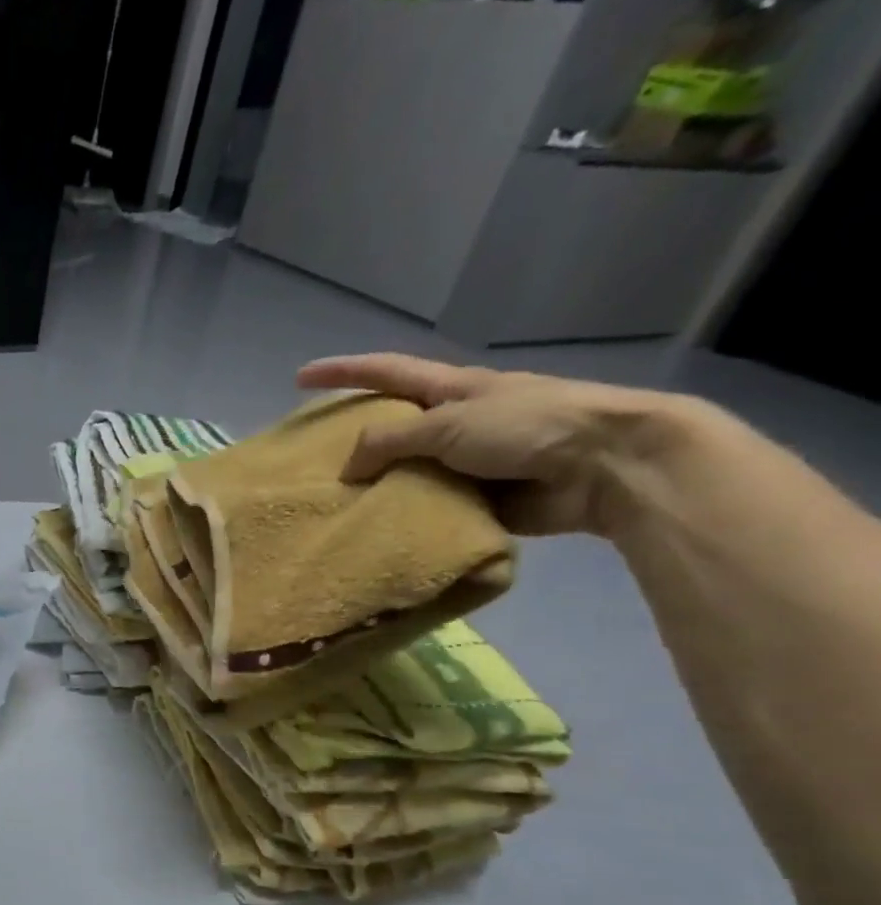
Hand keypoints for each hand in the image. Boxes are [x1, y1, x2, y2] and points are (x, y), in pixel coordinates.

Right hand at [296, 353, 696, 537]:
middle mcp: (454, 422)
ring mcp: (466, 462)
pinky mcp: (477, 498)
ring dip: (374, 488)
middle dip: (352, 441)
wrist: (606, 466)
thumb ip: (390, 441)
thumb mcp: (450, 424)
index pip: (384, 372)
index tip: (299, 378)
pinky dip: (402, 518)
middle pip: (390, 427)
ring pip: (404, 472)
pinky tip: (373, 532)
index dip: (341, 372)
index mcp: (450, 390)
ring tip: (334, 506)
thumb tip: (347, 469)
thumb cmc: (529, 427)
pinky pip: (426, 507)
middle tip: (312, 463)